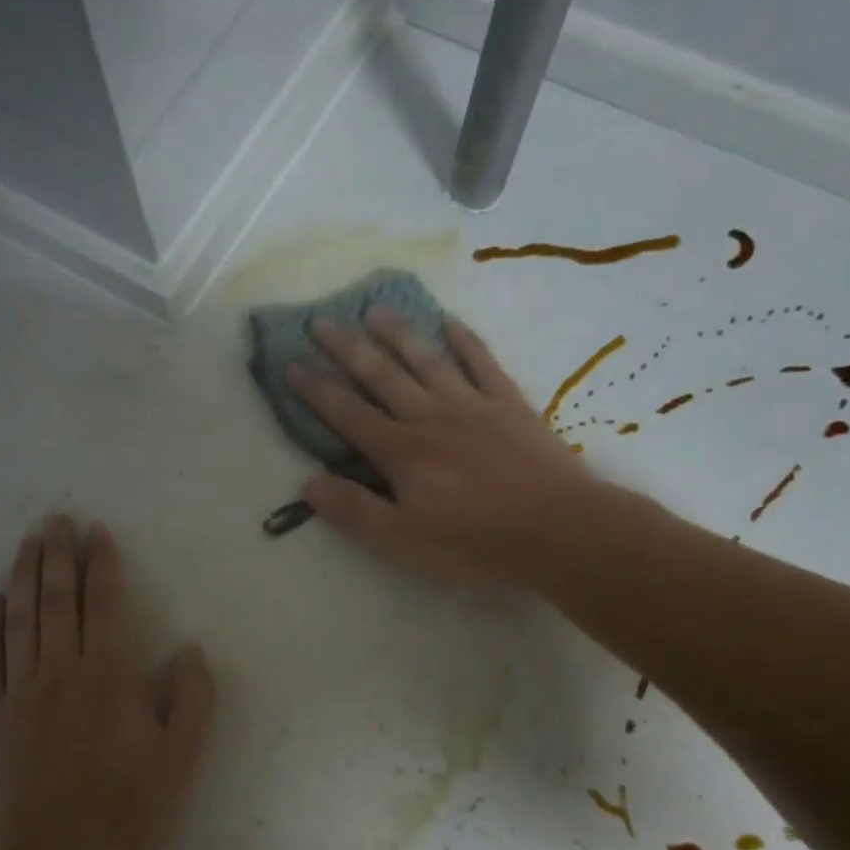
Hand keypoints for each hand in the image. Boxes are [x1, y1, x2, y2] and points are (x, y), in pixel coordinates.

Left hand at [0, 515, 215, 849]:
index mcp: (109, 674)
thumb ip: (192, 698)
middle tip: (54, 519)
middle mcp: (61, 671)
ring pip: (21, 620)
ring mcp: (21, 693)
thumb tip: (189, 651)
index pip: (103, 603)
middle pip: (56, 600)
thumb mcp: (182, 757)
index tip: (96, 533)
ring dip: (23, 577)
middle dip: (57, 555)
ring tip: (25, 543)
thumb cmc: (129, 809)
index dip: (101, 564)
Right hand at [288, 307, 596, 584]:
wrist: (559, 530)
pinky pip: (483, 362)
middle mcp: (429, 417)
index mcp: (400, 451)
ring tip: (375, 307)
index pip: (347, 413)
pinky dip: (465, 340)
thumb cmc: (475, 542)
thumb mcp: (403, 541)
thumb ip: (354, 510)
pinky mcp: (509, 404)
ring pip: (426, 359)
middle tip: (321, 319)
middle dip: (347, 347)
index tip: (290, 363)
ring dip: (398, 332)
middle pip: (381, 375)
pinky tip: (449, 321)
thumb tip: (307, 484)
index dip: (316, 389)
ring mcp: (472, 405)